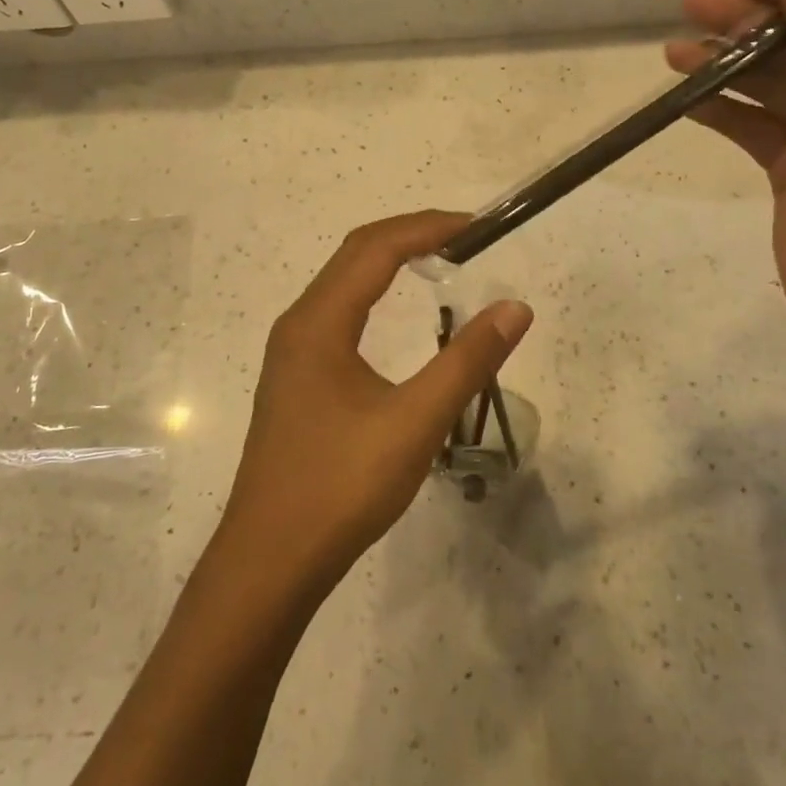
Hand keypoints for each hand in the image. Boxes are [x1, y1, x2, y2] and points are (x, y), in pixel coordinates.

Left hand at [218, 211, 532, 596]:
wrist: (269, 560)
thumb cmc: (340, 487)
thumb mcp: (414, 423)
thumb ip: (466, 362)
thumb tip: (515, 308)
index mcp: (319, 322)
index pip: (376, 248)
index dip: (428, 228)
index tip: (477, 226)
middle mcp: (298, 324)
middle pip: (355, 254)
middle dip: (410, 235)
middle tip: (465, 236)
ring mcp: (291, 352)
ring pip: (342, 282)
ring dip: (388, 261)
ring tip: (439, 262)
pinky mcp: (295, 378)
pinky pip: (337, 311)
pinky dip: (373, 292)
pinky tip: (395, 316)